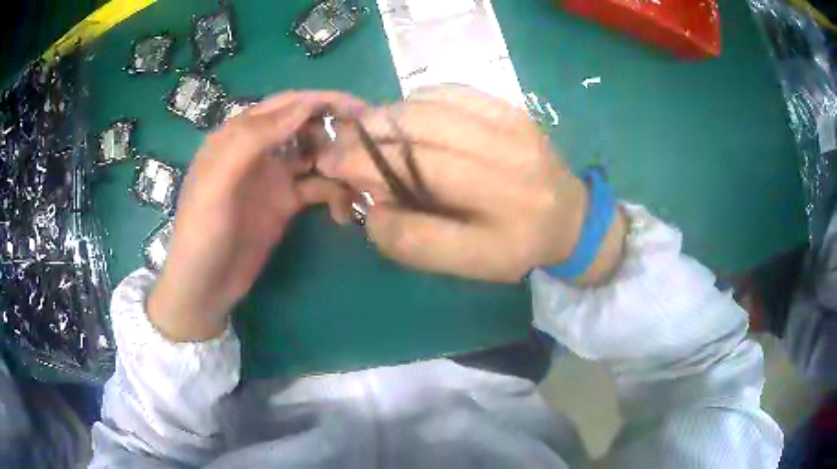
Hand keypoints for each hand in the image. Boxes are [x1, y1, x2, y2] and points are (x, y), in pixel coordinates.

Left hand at [147, 91, 364, 341]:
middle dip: (334, 125)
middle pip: (304, 124)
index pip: (284, 106)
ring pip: (314, 154)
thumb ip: (253, 140)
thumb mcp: (218, 182)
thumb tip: (303, 107)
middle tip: (368, 138)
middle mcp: (259, 150)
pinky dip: (334, 192)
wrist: (205, 287)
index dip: (320, 100)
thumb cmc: (202, 232)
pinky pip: (317, 187)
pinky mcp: (286, 203)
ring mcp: (273, 176)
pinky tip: (344, 210)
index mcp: (238, 136)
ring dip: (337, 160)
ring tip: (360, 175)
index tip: (357, 107)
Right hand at [317, 86, 626, 283]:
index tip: (332, 166)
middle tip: (340, 147)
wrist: (568, 215)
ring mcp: (512, 125)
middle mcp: (509, 158)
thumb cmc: (515, 245)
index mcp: (502, 211)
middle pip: (420, 134)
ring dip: (386, 118)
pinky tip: (406, 119)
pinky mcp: (509, 107)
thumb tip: (371, 207)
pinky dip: (416, 102)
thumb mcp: (467, 264)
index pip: (419, 180)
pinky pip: (449, 92)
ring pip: (429, 107)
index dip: (367, 166)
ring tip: (366, 132)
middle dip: (367, 138)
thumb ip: (414, 241)